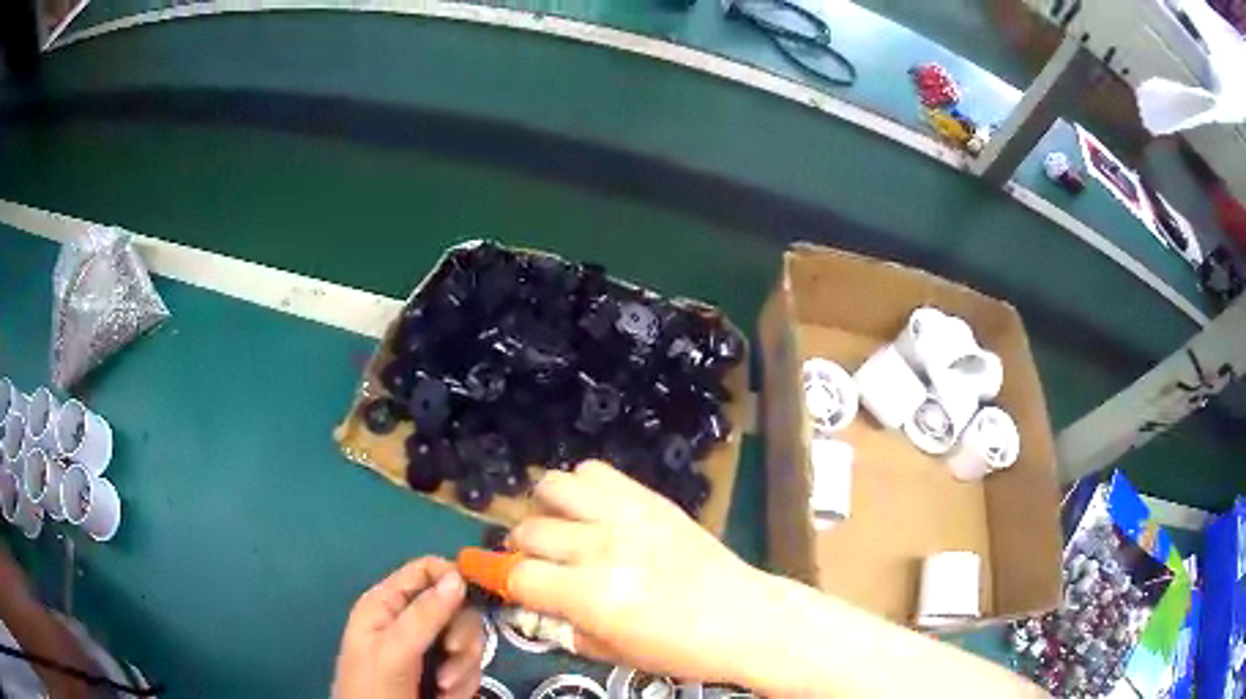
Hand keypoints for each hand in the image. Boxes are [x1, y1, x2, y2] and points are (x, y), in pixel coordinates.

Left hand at [333, 557, 484, 698]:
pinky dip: (464, 683)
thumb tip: (459, 576)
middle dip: (461, 635)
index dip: (452, 578)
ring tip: (444, 688)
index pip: (426, 570)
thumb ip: (424, 615)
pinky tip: (447, 697)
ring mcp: (427, 649)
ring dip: (463, 666)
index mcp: (386, 604)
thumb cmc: (376, 689)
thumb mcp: (394, 651)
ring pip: (467, 640)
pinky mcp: (443, 673)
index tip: (473, 600)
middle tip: (452, 654)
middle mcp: (408, 621)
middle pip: (456, 607)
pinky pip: (469, 667)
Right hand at [506, 461, 764, 684]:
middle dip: (519, 548)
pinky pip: (596, 472)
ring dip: (545, 509)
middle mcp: (601, 546)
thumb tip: (536, 605)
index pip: (517, 574)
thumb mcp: (614, 652)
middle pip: (529, 529)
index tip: (472, 565)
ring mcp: (627, 515)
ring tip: (560, 529)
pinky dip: (581, 487)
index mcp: (590, 594)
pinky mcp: (650, 498)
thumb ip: (566, 626)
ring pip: (554, 486)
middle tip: (532, 561)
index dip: (487, 570)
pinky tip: (592, 510)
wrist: (745, 617)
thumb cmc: (681, 650)